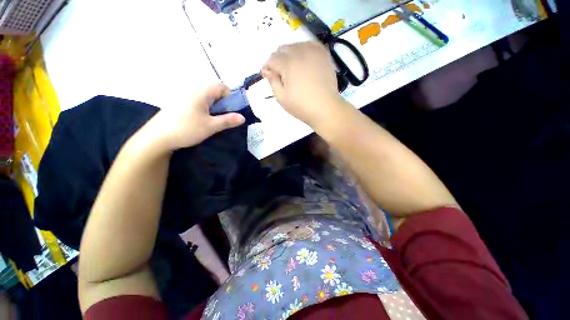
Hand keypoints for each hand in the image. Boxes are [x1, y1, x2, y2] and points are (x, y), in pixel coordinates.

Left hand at [150, 83, 244, 150]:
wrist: (158, 137)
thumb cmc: (186, 129)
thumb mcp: (211, 126)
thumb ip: (228, 120)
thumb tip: (243, 118)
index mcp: (201, 91)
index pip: (222, 87)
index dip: (230, 97)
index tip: (231, 111)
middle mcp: (193, 89)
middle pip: (214, 91)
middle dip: (222, 103)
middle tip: (223, 117)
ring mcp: (185, 95)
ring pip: (206, 96)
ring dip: (214, 106)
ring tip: (213, 120)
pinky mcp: (180, 102)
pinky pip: (198, 100)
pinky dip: (204, 108)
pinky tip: (201, 119)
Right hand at [261, 41, 344, 126]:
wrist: (326, 108)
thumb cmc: (302, 106)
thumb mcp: (282, 98)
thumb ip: (272, 81)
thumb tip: (266, 70)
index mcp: (287, 63)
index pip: (271, 59)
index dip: (267, 68)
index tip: (267, 76)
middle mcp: (299, 51)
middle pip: (282, 49)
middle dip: (277, 60)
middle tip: (280, 75)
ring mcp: (313, 51)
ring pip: (295, 45)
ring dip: (289, 55)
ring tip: (292, 70)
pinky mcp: (323, 54)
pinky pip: (309, 45)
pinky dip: (303, 51)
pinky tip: (304, 62)